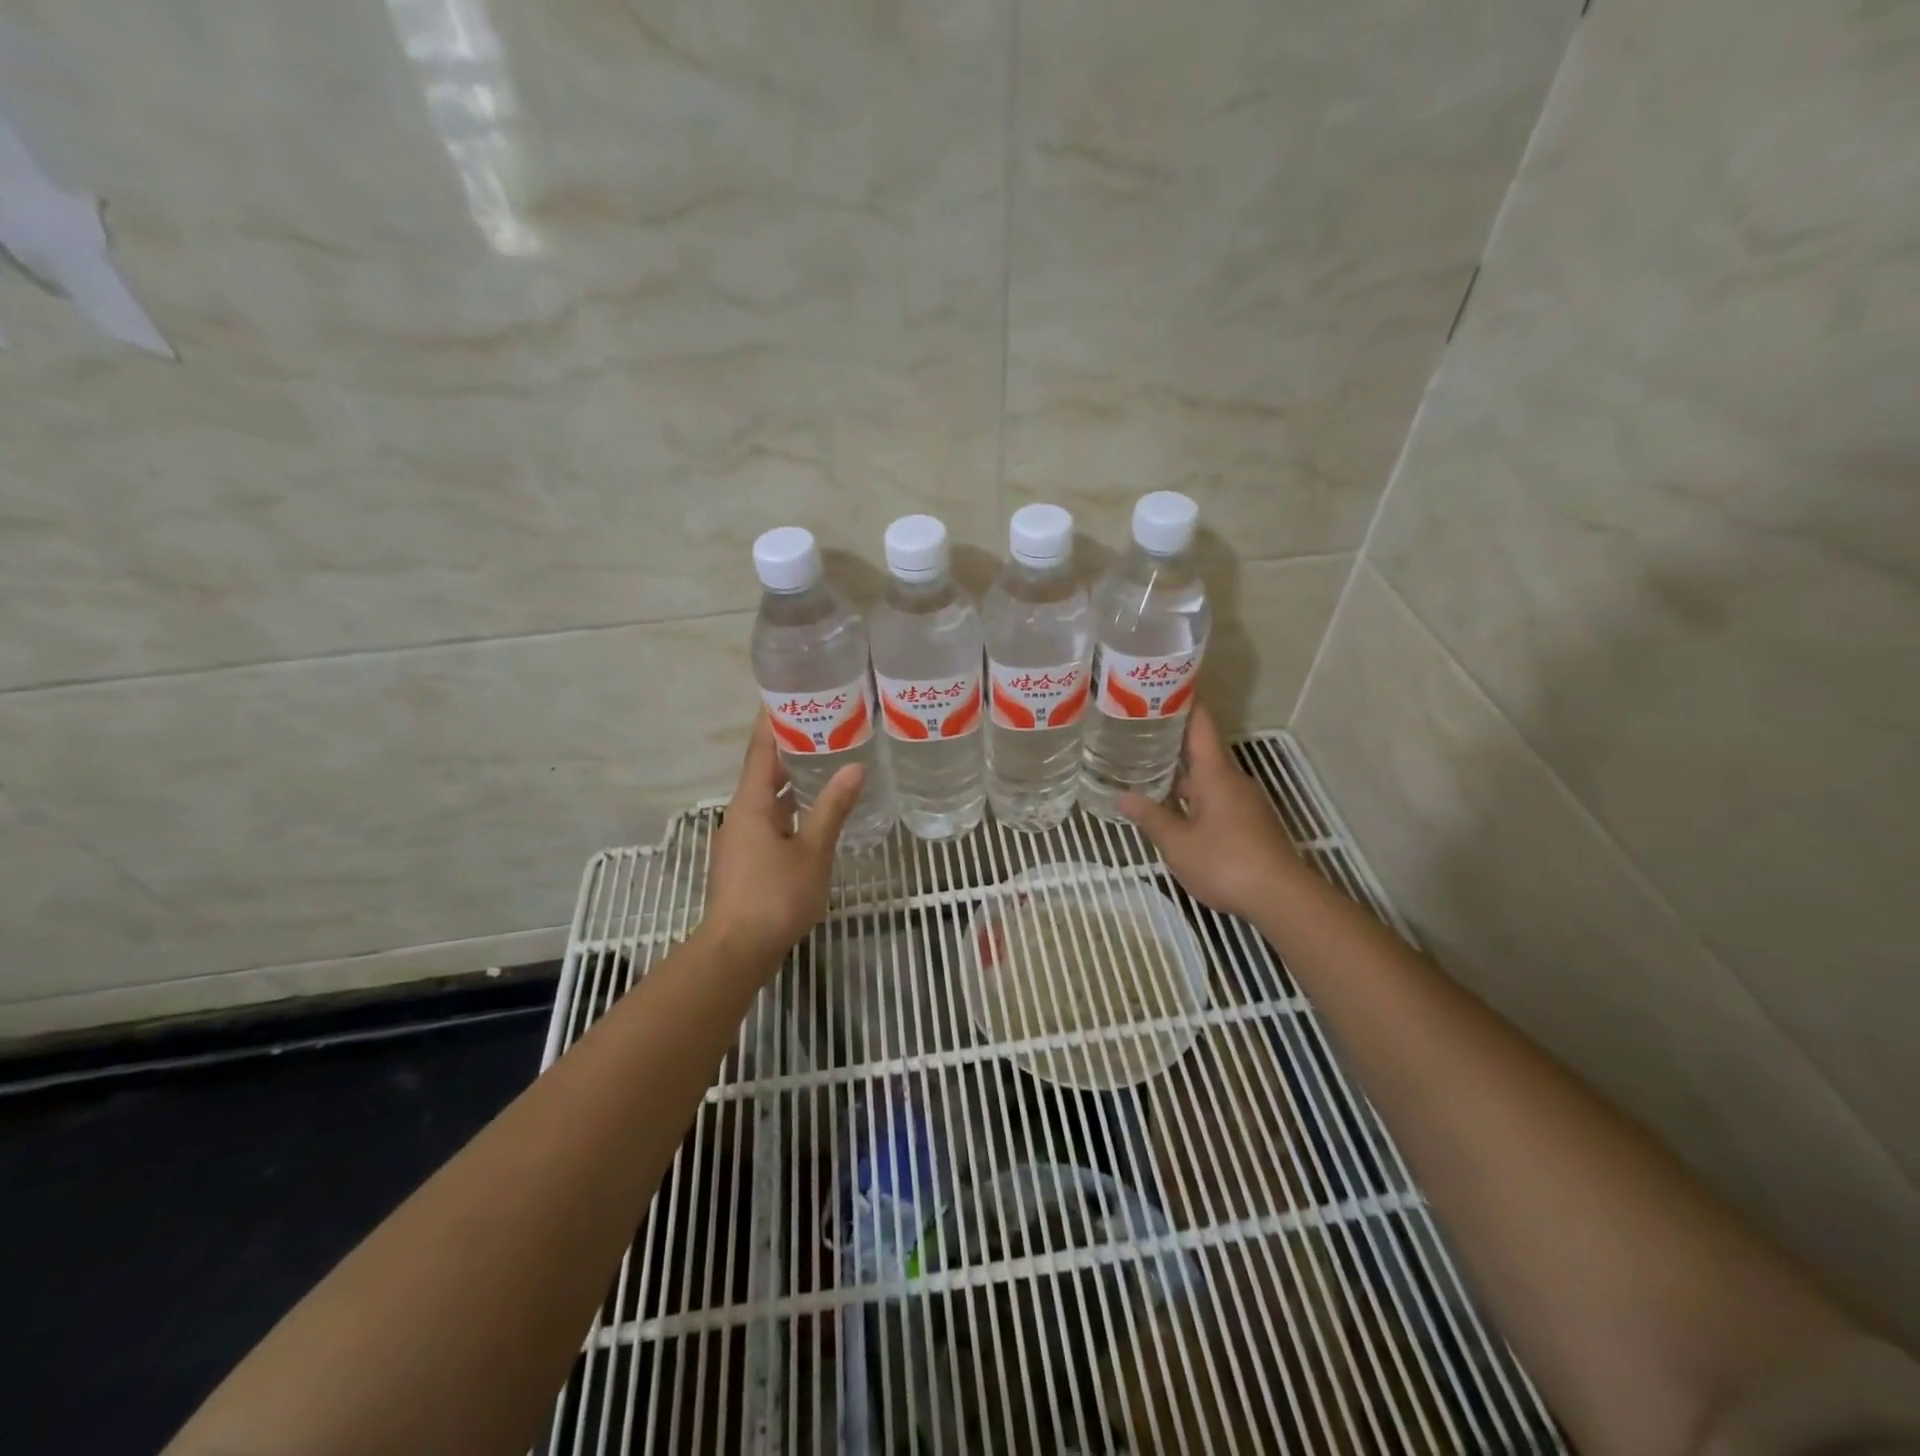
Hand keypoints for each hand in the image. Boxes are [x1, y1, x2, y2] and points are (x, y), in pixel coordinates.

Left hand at [704, 714, 864, 965]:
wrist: (738, 950)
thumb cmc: (775, 897)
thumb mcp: (813, 851)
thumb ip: (833, 808)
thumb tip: (855, 767)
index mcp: (751, 803)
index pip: (761, 748)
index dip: (773, 719)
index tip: (791, 692)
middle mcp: (741, 813)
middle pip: (764, 768)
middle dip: (791, 744)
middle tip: (824, 721)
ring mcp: (742, 837)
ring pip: (768, 795)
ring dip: (792, 775)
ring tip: (826, 756)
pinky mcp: (748, 858)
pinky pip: (771, 816)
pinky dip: (791, 803)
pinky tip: (816, 807)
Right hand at [1119, 704, 1303, 921]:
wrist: (1280, 897)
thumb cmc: (1225, 861)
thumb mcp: (1177, 842)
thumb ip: (1150, 817)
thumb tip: (1122, 796)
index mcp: (1216, 774)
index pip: (1201, 726)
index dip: (1186, 703)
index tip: (1167, 686)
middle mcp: (1233, 781)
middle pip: (1202, 753)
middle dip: (1172, 743)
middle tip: (1138, 734)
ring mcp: (1244, 804)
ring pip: (1208, 780)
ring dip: (1181, 776)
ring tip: (1147, 772)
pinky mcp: (1249, 825)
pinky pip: (1216, 800)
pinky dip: (1193, 798)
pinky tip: (1173, 810)